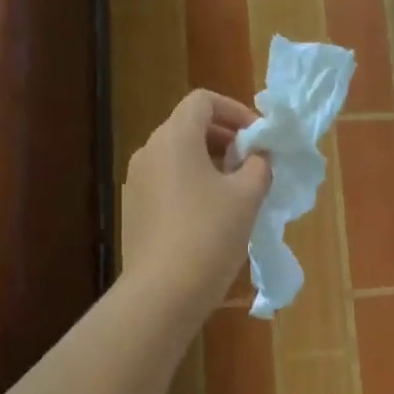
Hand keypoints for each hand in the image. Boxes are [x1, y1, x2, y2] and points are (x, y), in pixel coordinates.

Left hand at [122, 90, 272, 319]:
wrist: (163, 292)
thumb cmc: (209, 235)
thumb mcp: (248, 196)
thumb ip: (259, 165)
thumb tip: (258, 155)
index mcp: (174, 138)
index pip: (203, 101)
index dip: (236, 111)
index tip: (259, 138)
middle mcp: (149, 151)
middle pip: (189, 127)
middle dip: (226, 139)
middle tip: (254, 165)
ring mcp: (136, 182)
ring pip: (178, 156)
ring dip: (211, 163)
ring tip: (238, 192)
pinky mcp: (134, 209)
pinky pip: (168, 182)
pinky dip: (193, 184)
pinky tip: (213, 216)